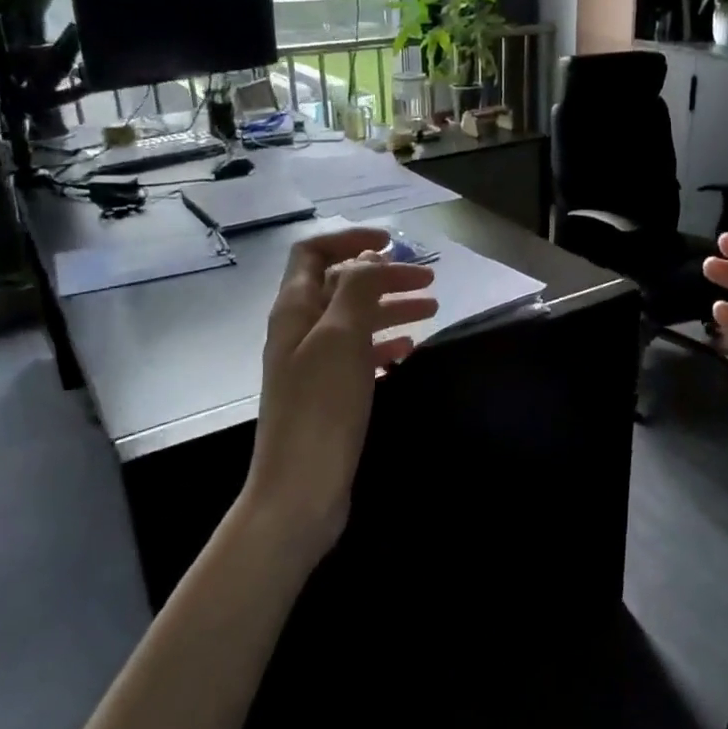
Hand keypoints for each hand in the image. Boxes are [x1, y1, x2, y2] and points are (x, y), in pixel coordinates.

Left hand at [245, 228, 437, 554]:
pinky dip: (385, 344)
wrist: (300, 488)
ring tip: (433, 309)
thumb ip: (356, 289)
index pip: (314, 253)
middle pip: (342, 285)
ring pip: (356, 320)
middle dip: (384, 276)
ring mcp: (314, 364)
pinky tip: (409, 350)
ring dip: (391, 307)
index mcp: (295, 309)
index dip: (350, 240)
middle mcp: (301, 330)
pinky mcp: (329, 394)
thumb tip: (370, 259)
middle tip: (429, 281)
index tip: (393, 244)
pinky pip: (360, 355)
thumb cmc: (321, 407)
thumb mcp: (341, 337)